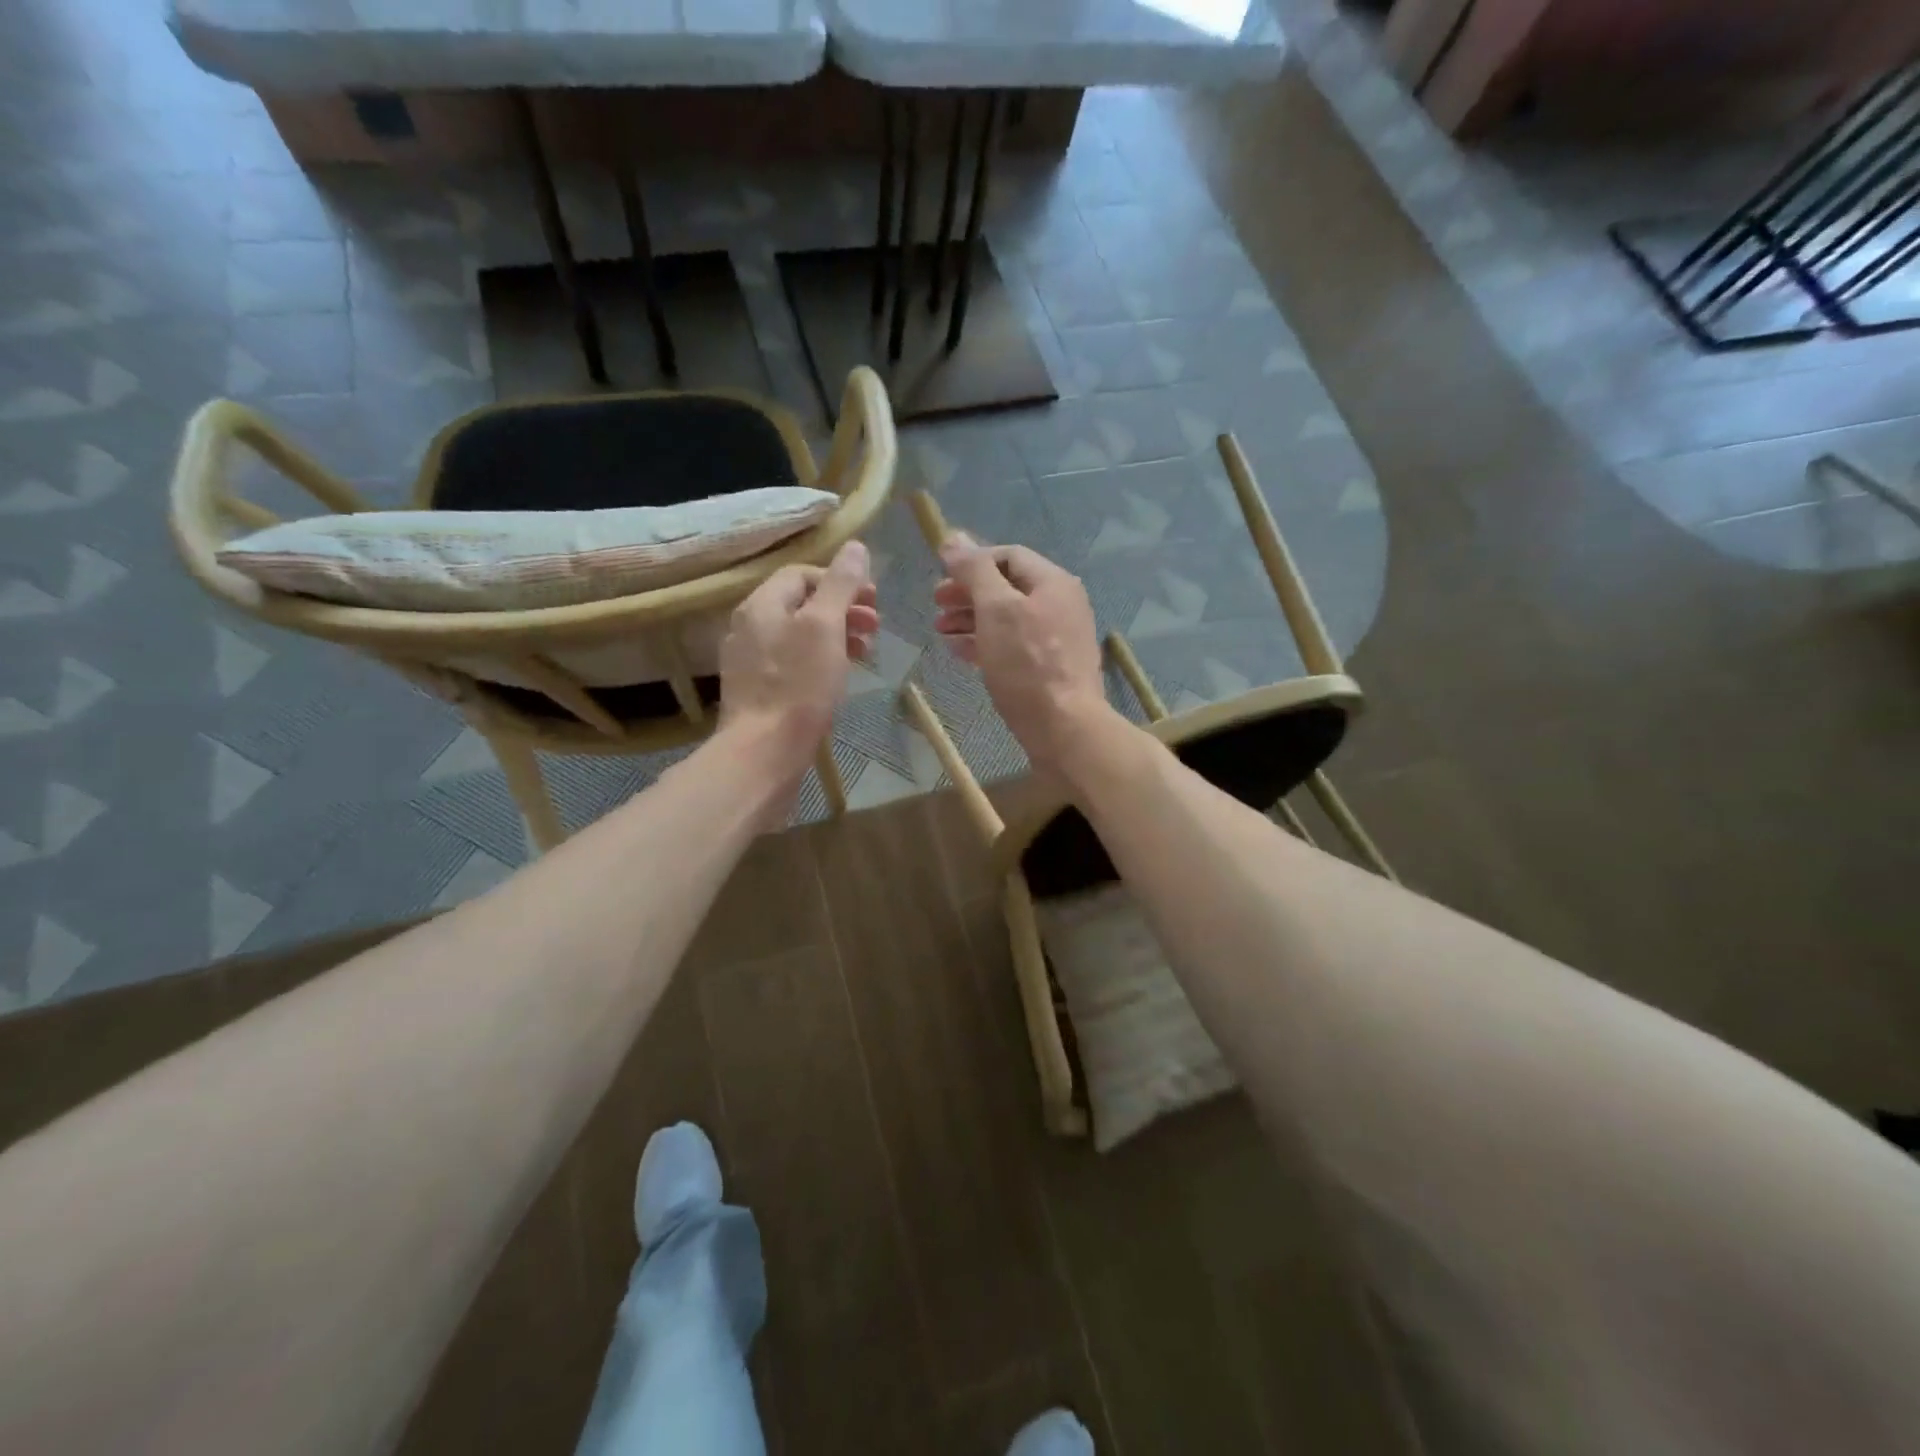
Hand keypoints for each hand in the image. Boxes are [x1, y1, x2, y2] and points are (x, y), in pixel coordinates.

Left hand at [720, 540, 876, 766]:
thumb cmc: (798, 686)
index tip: (872, 601)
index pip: (801, 574)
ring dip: (836, 636)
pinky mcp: (757, 691)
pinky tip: (838, 678)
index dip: (840, 580)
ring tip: (865, 653)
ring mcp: (749, 662)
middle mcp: (749, 627)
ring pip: (799, 635)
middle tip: (875, 627)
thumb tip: (856, 546)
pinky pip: (792, 663)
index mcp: (761, 605)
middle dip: (843, 609)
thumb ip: (840, 584)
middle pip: (801, 604)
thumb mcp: (825, 627)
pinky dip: (820, 661)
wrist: (763, 752)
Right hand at [934, 533, 1110, 773]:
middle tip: (936, 605)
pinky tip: (960, 652)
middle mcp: (1060, 604)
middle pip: (1007, 587)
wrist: (1065, 728)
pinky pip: (1013, 645)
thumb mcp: (996, 609)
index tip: (940, 579)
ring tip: (940, 630)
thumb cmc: (1028, 664)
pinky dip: (985, 642)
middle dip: (968, 593)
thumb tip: (953, 538)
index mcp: (1052, 582)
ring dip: (971, 619)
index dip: (972, 562)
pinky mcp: (1050, 668)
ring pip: (1007, 618)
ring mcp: (1057, 638)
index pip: (1008, 555)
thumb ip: (975, 571)